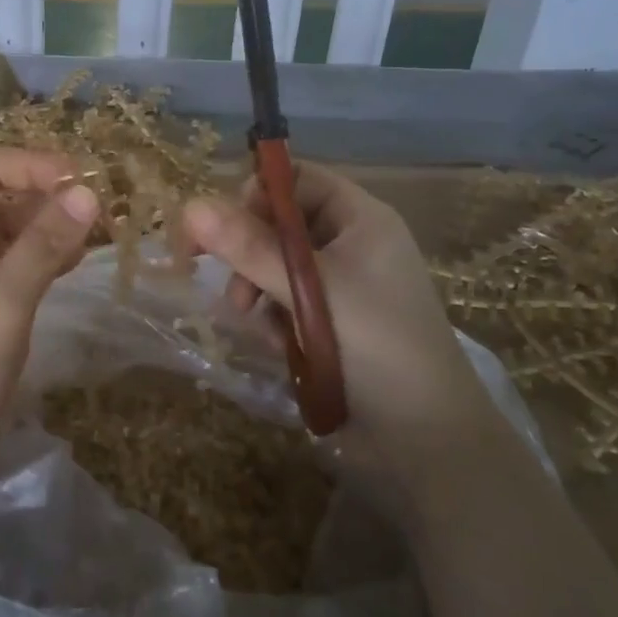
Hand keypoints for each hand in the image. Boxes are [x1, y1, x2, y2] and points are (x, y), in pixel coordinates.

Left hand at [0, 147, 99, 505]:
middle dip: (41, 192)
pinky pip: (9, 262)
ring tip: (93, 230)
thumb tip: (88, 193)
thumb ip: (44, 246)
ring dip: (45, 223)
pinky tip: (72, 260)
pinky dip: (40, 255)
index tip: (78, 177)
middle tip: (94, 204)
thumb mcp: (1, 304)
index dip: (27, 163)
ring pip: (3, 229)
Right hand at [183, 164, 498, 460]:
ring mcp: (343, 285)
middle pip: (281, 224)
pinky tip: (280, 346)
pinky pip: (287, 302)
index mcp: (360, 219)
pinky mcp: (333, 322)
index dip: (257, 196)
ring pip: (277, 267)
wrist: (427, 437)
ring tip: (256, 325)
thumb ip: (249, 248)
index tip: (223, 230)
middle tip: (233, 292)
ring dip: (258, 291)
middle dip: (251, 255)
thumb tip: (190, 206)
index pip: (297, 180)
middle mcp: (352, 243)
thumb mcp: (310, 291)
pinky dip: (275, 319)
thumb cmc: (377, 346)